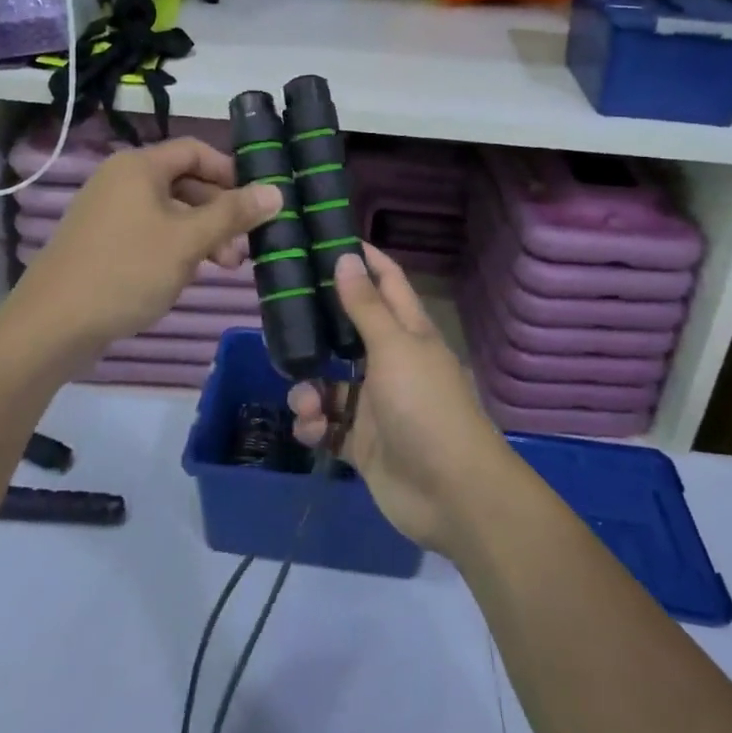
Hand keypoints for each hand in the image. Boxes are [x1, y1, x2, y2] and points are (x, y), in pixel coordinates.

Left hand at [11, 137, 282, 355]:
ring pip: (168, 212)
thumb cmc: (126, 271)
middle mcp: (121, 180)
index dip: (230, 172)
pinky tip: (188, 274)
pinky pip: (149, 232)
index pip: (195, 151)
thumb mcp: (188, 241)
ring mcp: (107, 212)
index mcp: (138, 167)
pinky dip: (175, 247)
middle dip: (219, 212)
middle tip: (244, 248)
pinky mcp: (100, 242)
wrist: (52, 324)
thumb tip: (275, 190)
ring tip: (224, 268)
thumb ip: (232, 214)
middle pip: (184, 183)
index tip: (256, 202)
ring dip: (201, 234)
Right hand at [288, 246, 510, 553]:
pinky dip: (315, 426)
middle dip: (318, 327)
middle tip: (280, 314)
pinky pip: (329, 426)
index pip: (387, 283)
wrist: (451, 494)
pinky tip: (311, 430)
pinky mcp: (364, 444)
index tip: (330, 238)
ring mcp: (378, 405)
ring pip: (332, 384)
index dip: (365, 260)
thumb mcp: (394, 348)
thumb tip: (347, 258)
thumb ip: (366, 307)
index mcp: (409, 333)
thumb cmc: (425, 406)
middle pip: (349, 333)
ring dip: (310, 390)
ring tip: (305, 402)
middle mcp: (392, 363)